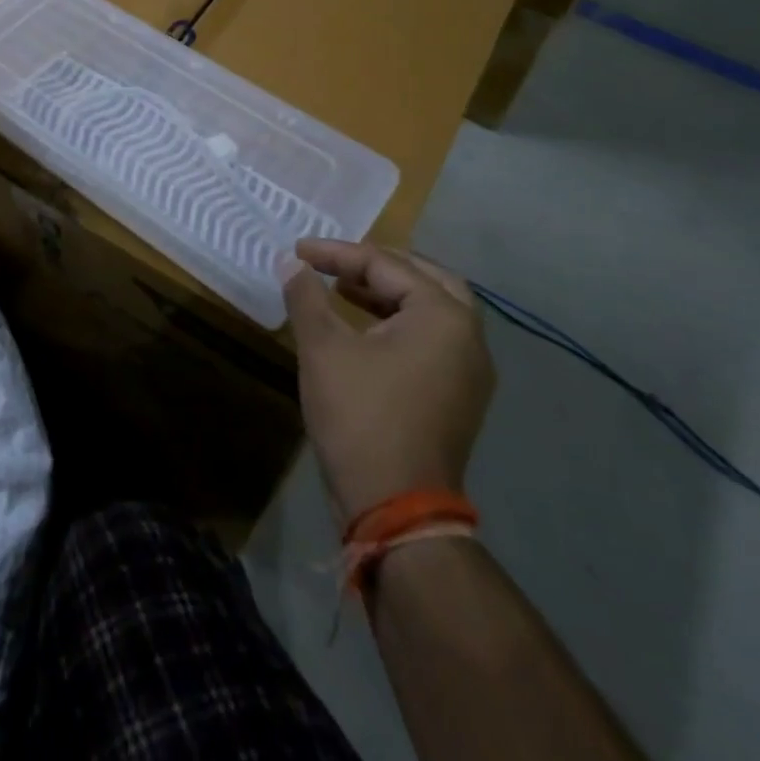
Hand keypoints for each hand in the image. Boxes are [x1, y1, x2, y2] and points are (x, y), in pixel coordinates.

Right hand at [285, 240, 494, 520]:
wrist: (397, 509)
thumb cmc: (360, 417)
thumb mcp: (323, 348)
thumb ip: (307, 296)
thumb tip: (290, 263)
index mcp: (442, 315)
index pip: (385, 264)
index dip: (336, 254)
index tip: (297, 251)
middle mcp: (468, 336)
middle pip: (423, 277)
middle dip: (376, 265)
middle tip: (335, 262)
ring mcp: (469, 370)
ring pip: (431, 309)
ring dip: (387, 293)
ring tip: (342, 289)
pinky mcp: (459, 395)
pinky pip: (432, 338)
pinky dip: (399, 322)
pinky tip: (364, 329)